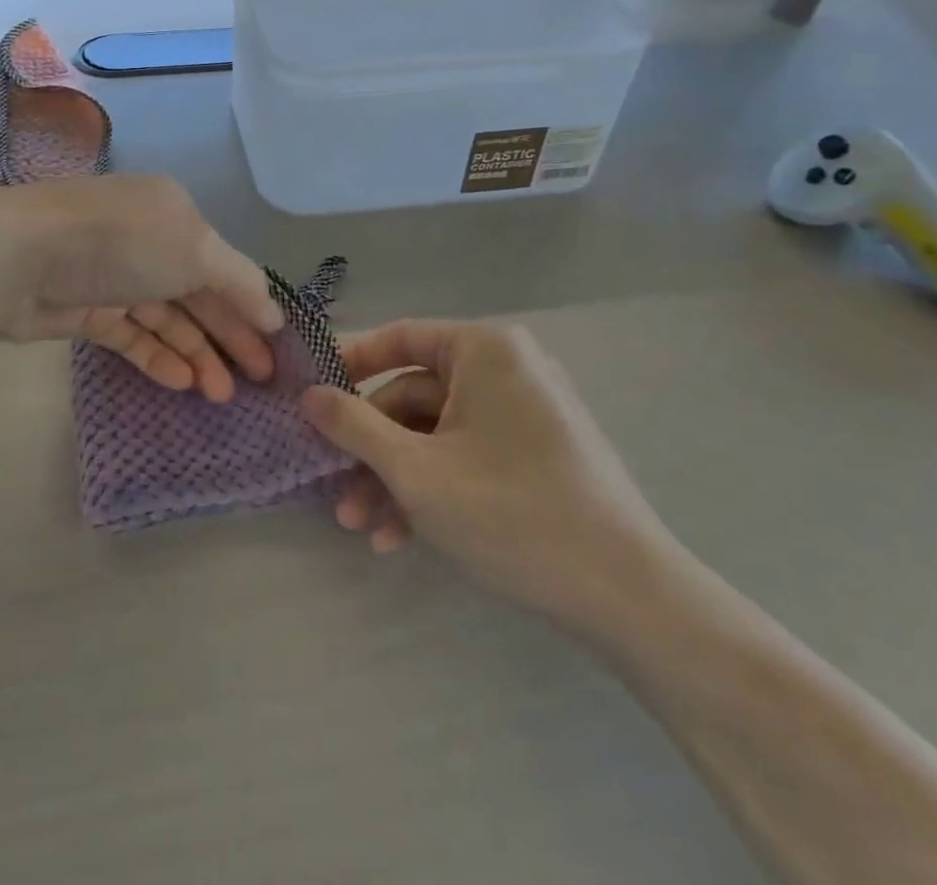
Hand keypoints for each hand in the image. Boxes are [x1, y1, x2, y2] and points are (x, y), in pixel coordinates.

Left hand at [0, 175, 283, 401]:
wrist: (16, 256)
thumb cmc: (119, 242)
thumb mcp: (194, 250)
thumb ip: (239, 282)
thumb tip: (273, 313)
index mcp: (175, 214)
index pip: (225, 264)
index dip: (252, 305)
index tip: (276, 347)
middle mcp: (148, 241)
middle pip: (199, 294)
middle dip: (229, 336)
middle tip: (259, 381)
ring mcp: (115, 277)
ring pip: (167, 319)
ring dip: (196, 354)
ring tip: (221, 395)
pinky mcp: (86, 311)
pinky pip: (132, 336)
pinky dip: (157, 357)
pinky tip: (181, 382)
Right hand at [301, 320, 680, 635]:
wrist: (628, 597)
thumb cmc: (511, 512)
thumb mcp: (416, 470)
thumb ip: (354, 426)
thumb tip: (308, 394)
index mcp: (484, 350)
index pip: (399, 339)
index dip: (349, 366)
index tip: (311, 398)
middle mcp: (507, 369)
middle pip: (415, 397)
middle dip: (372, 449)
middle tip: (335, 491)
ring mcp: (525, 414)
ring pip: (437, 435)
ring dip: (396, 478)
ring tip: (362, 527)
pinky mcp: (536, 455)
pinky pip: (468, 456)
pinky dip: (433, 489)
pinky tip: (402, 538)